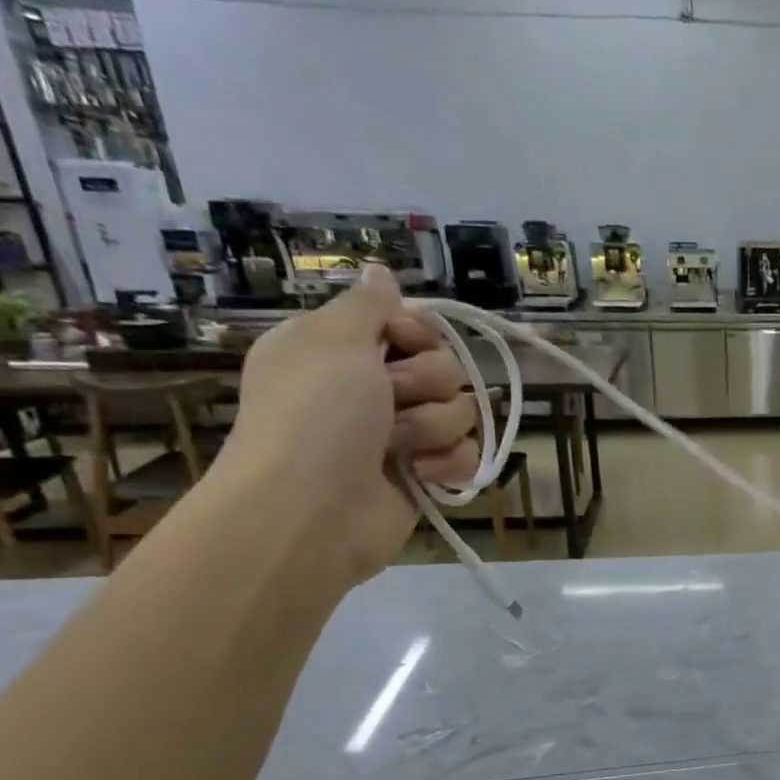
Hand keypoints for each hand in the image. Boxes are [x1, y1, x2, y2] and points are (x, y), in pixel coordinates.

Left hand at [214, 264, 477, 585]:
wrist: (312, 508)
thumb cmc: (315, 415)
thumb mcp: (332, 340)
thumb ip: (366, 304)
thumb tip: (380, 271)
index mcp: (344, 350)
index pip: (412, 324)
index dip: (416, 333)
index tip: (397, 344)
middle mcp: (374, 388)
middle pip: (445, 366)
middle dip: (425, 384)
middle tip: (389, 401)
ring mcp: (403, 435)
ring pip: (462, 411)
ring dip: (432, 426)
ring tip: (396, 447)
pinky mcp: (426, 474)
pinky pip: (467, 454)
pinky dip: (447, 463)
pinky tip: (419, 474)